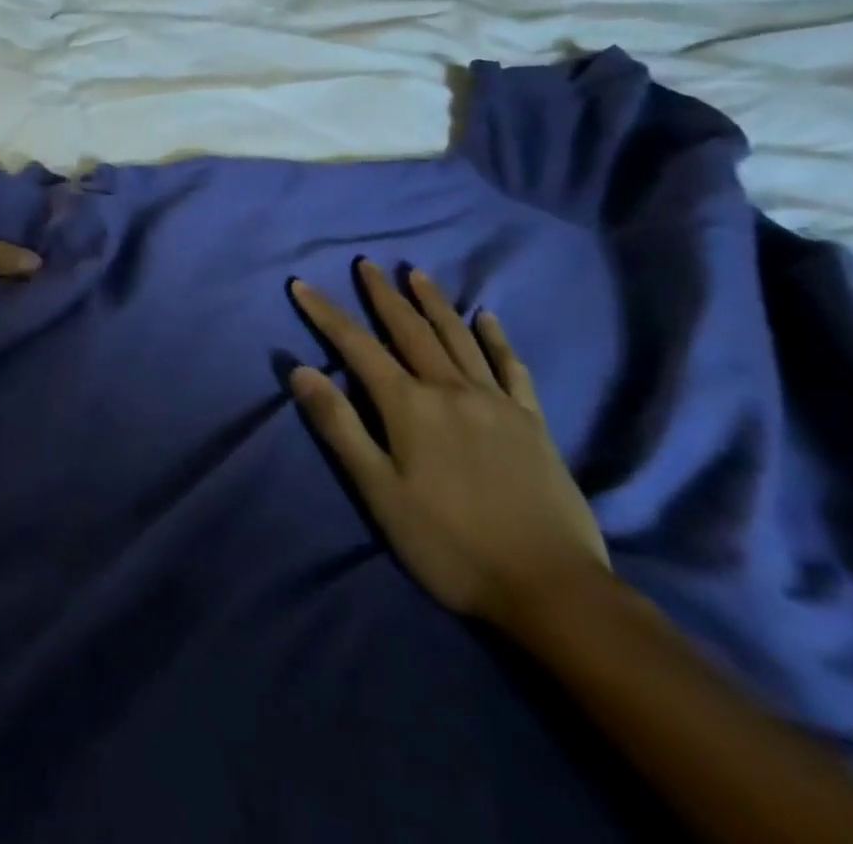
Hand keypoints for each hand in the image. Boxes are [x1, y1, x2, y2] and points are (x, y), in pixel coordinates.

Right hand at [288, 260, 608, 629]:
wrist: (552, 589)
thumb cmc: (450, 545)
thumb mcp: (379, 492)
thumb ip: (340, 426)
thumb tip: (300, 370)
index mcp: (409, 406)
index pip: (356, 346)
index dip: (326, 313)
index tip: (302, 284)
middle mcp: (450, 390)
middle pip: (410, 330)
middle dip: (383, 295)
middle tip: (367, 264)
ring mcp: (496, 403)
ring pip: (458, 338)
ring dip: (434, 303)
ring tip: (416, 274)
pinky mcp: (532, 423)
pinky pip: (511, 367)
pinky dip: (496, 339)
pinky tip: (488, 318)